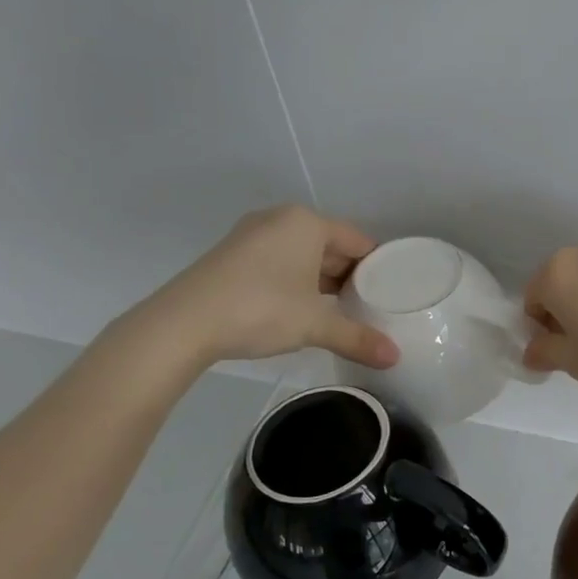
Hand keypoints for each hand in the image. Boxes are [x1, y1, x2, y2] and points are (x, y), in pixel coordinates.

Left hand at [123, 205, 398, 370]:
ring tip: (342, 311)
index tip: (392, 293)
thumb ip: (357, 338)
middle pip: (330, 246)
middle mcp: (280, 220)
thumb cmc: (260, 309)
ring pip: (302, 256)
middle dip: (349, 275)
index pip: (358, 240)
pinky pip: (278, 263)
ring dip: (321, 281)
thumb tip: (395, 358)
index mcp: (306, 223)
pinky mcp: (232, 257)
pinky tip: (302, 310)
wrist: (182, 324)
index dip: (378, 267)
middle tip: (372, 306)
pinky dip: (295, 283)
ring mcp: (251, 236)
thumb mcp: (315, 325)